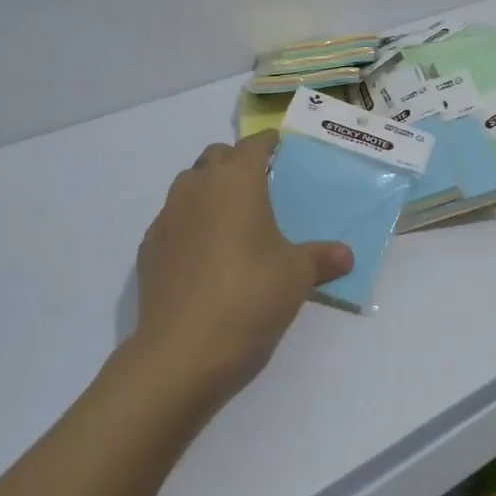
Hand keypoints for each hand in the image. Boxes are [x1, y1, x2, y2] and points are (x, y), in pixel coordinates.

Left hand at [132, 132, 352, 406]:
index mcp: (237, 181)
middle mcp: (197, 187)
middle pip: (216, 157)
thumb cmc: (250, 297)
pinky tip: (206, 256)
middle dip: (236, 164)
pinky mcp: (149, 248)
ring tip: (233, 222)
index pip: (253, 145)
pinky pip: (174, 221)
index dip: (269, 144)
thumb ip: (322, 258)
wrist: (182, 352)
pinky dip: (190, 225)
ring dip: (210, 192)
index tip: (282, 150)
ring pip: (189, 186)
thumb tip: (346, 255)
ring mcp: (167, 217)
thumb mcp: (297, 276)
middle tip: (261, 188)